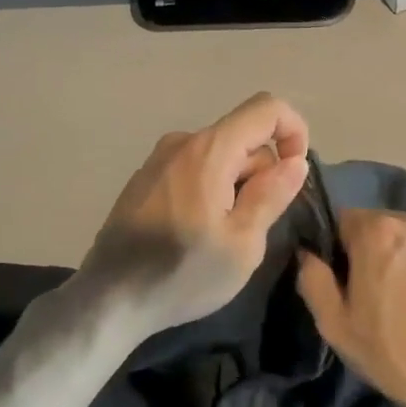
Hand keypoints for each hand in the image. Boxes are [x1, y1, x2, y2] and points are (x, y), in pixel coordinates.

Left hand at [80, 93, 308, 339]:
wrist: (110, 298)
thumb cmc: (184, 273)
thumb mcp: (243, 244)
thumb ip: (271, 195)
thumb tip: (294, 161)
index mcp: (209, 150)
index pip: (266, 108)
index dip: (293, 131)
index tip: (294, 175)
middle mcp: (182, 142)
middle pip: (242, 137)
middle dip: (262, 172)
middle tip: (255, 226)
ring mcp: (158, 160)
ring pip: (218, 155)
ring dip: (236, 185)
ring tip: (224, 235)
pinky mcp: (145, 180)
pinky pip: (193, 169)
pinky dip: (210, 189)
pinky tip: (196, 233)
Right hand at [296, 211, 405, 406]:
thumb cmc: (392, 353)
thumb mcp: (335, 324)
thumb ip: (313, 279)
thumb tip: (307, 253)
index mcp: (378, 232)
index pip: (343, 219)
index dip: (339, 248)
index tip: (345, 280)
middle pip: (380, 226)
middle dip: (372, 250)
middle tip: (374, 293)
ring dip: (404, 257)